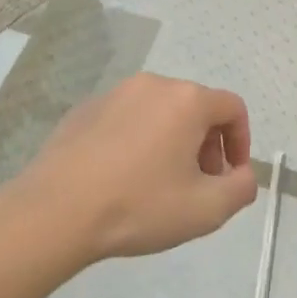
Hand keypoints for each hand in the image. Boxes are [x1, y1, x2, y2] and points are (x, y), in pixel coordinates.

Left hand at [0, 73, 258, 263]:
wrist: (53, 213)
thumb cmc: (139, 206)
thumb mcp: (207, 209)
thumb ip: (242, 188)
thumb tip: (243, 174)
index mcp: (187, 100)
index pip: (232, 108)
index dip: (241, 142)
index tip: (230, 176)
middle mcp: (154, 85)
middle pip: (196, 108)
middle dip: (206, 144)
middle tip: (198, 183)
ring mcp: (114, 94)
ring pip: (160, 112)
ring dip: (172, 142)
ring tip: (159, 183)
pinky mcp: (84, 111)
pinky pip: (126, 120)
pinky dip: (137, 141)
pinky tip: (122, 178)